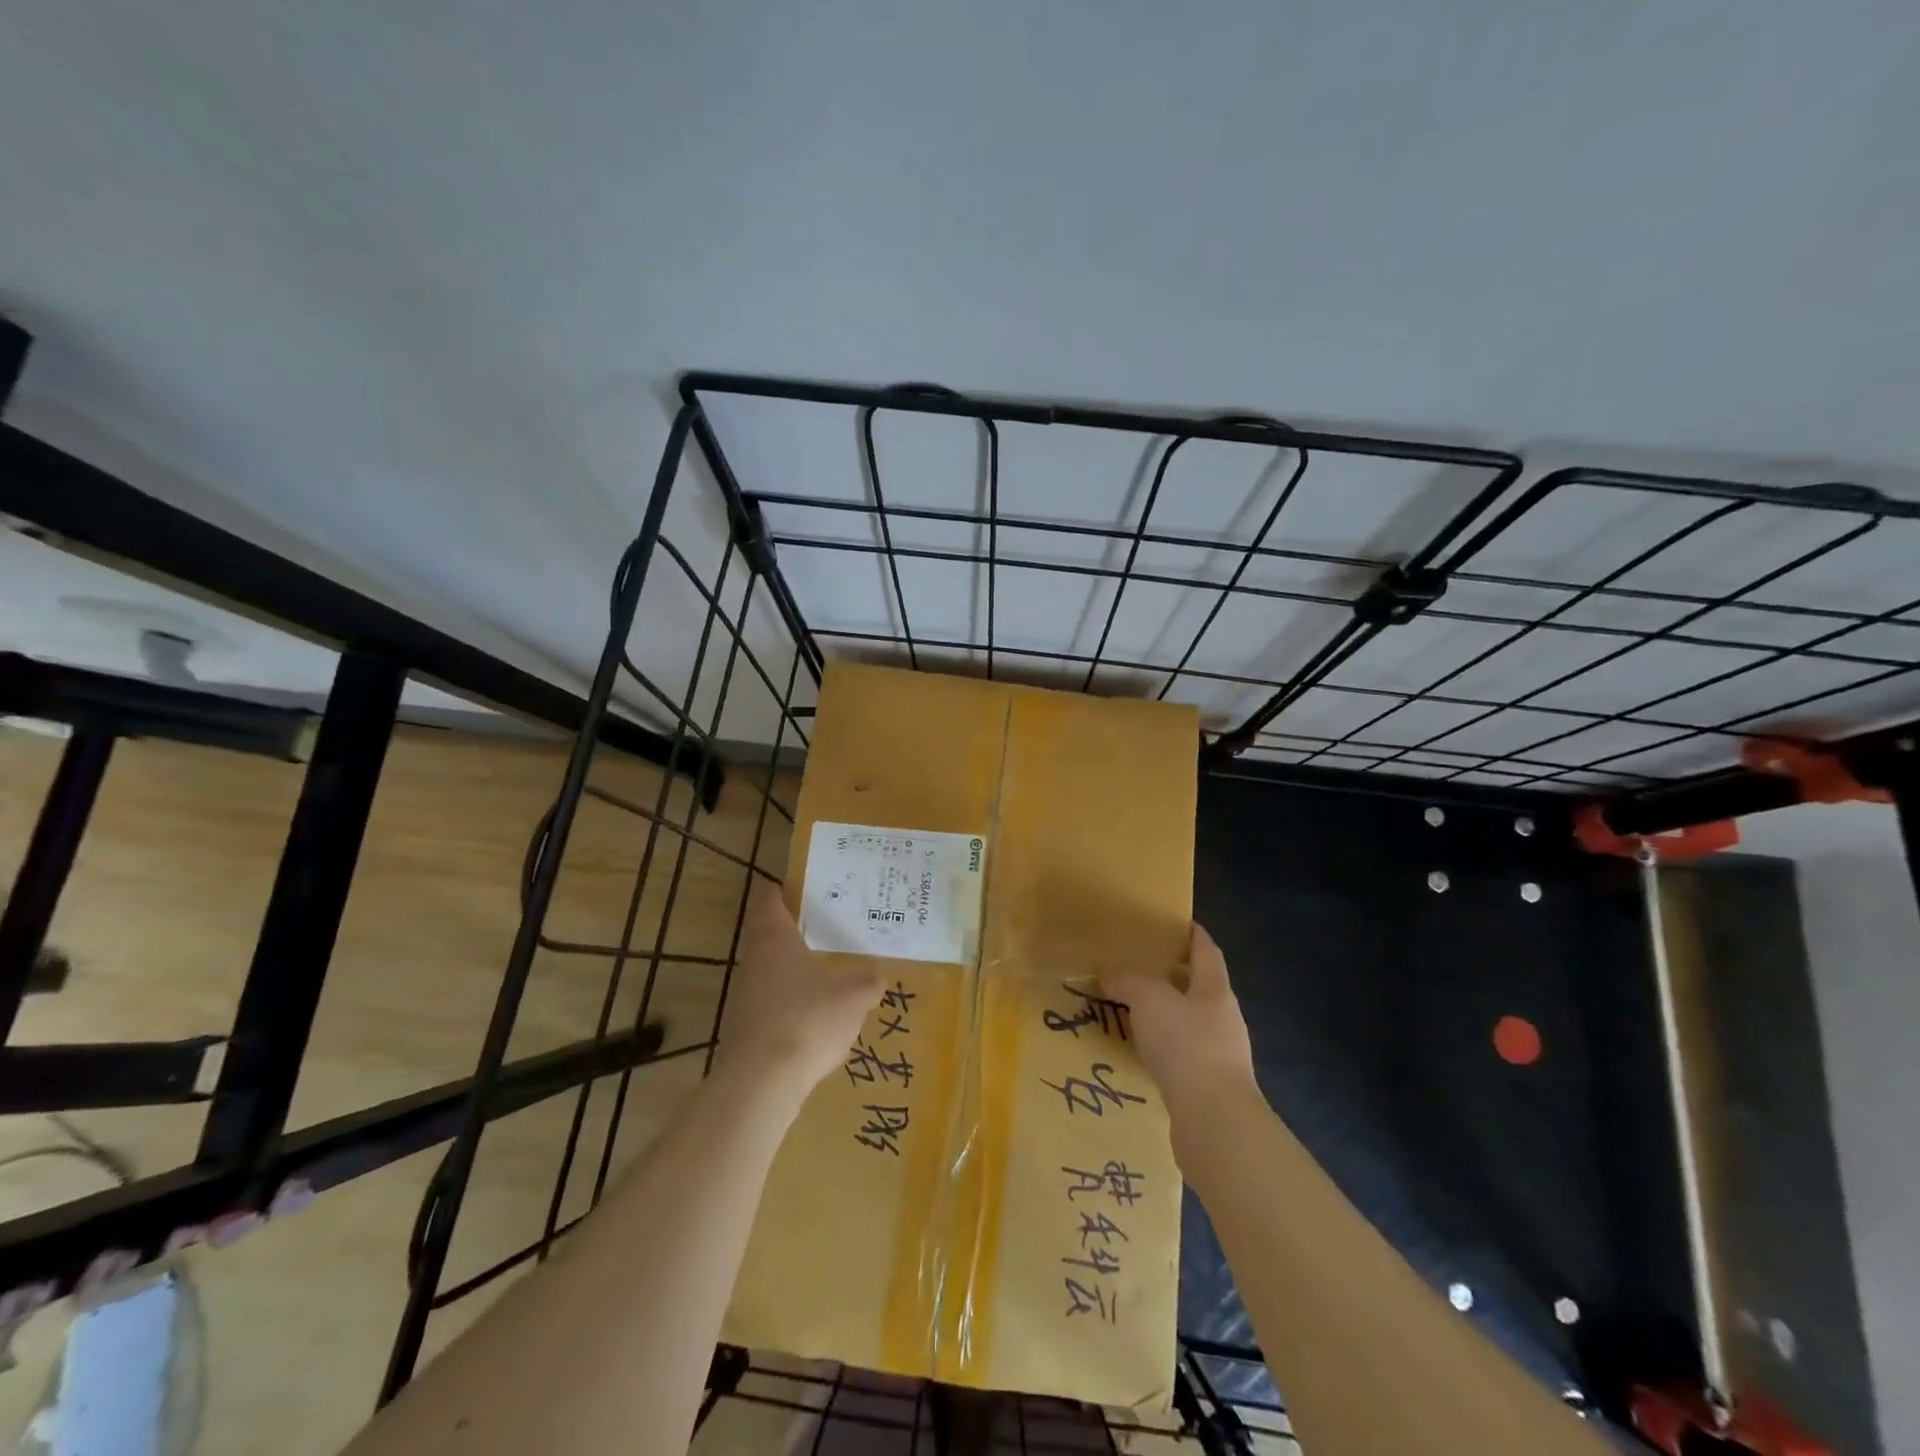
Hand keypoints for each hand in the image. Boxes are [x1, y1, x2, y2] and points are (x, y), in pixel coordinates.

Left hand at [714, 880, 883, 1102]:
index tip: (803, 887)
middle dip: (792, 930)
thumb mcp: (853, 998)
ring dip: (790, 968)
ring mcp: (745, 994)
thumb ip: (867, 984)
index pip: (769, 899)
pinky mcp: (744, 1026)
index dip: (783, 890)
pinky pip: (770, 1002)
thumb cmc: (809, 1019)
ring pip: (768, 969)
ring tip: (823, 971)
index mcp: (775, 937)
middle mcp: (754, 958)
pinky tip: (813, 1015)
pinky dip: (788, 1001)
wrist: (762, 1081)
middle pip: (767, 933)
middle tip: (824, 927)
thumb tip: (878, 979)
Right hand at [1104, 924, 1258, 1136]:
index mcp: (1215, 989)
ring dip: (1163, 1014)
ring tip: (1128, 1008)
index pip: (1206, 950)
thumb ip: (1128, 981)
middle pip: (1197, 986)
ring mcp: (1220, 1055)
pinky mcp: (1208, 1087)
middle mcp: (1223, 1018)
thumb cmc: (1187, 1047)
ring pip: (1187, 1022)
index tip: (1171, 921)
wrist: (1215, 1124)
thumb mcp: (1149, 1000)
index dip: (1192, 933)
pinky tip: (1137, 1051)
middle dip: (1170, 974)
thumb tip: (1109, 974)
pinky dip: (1160, 1047)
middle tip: (1135, 964)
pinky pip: (1180, 1055)